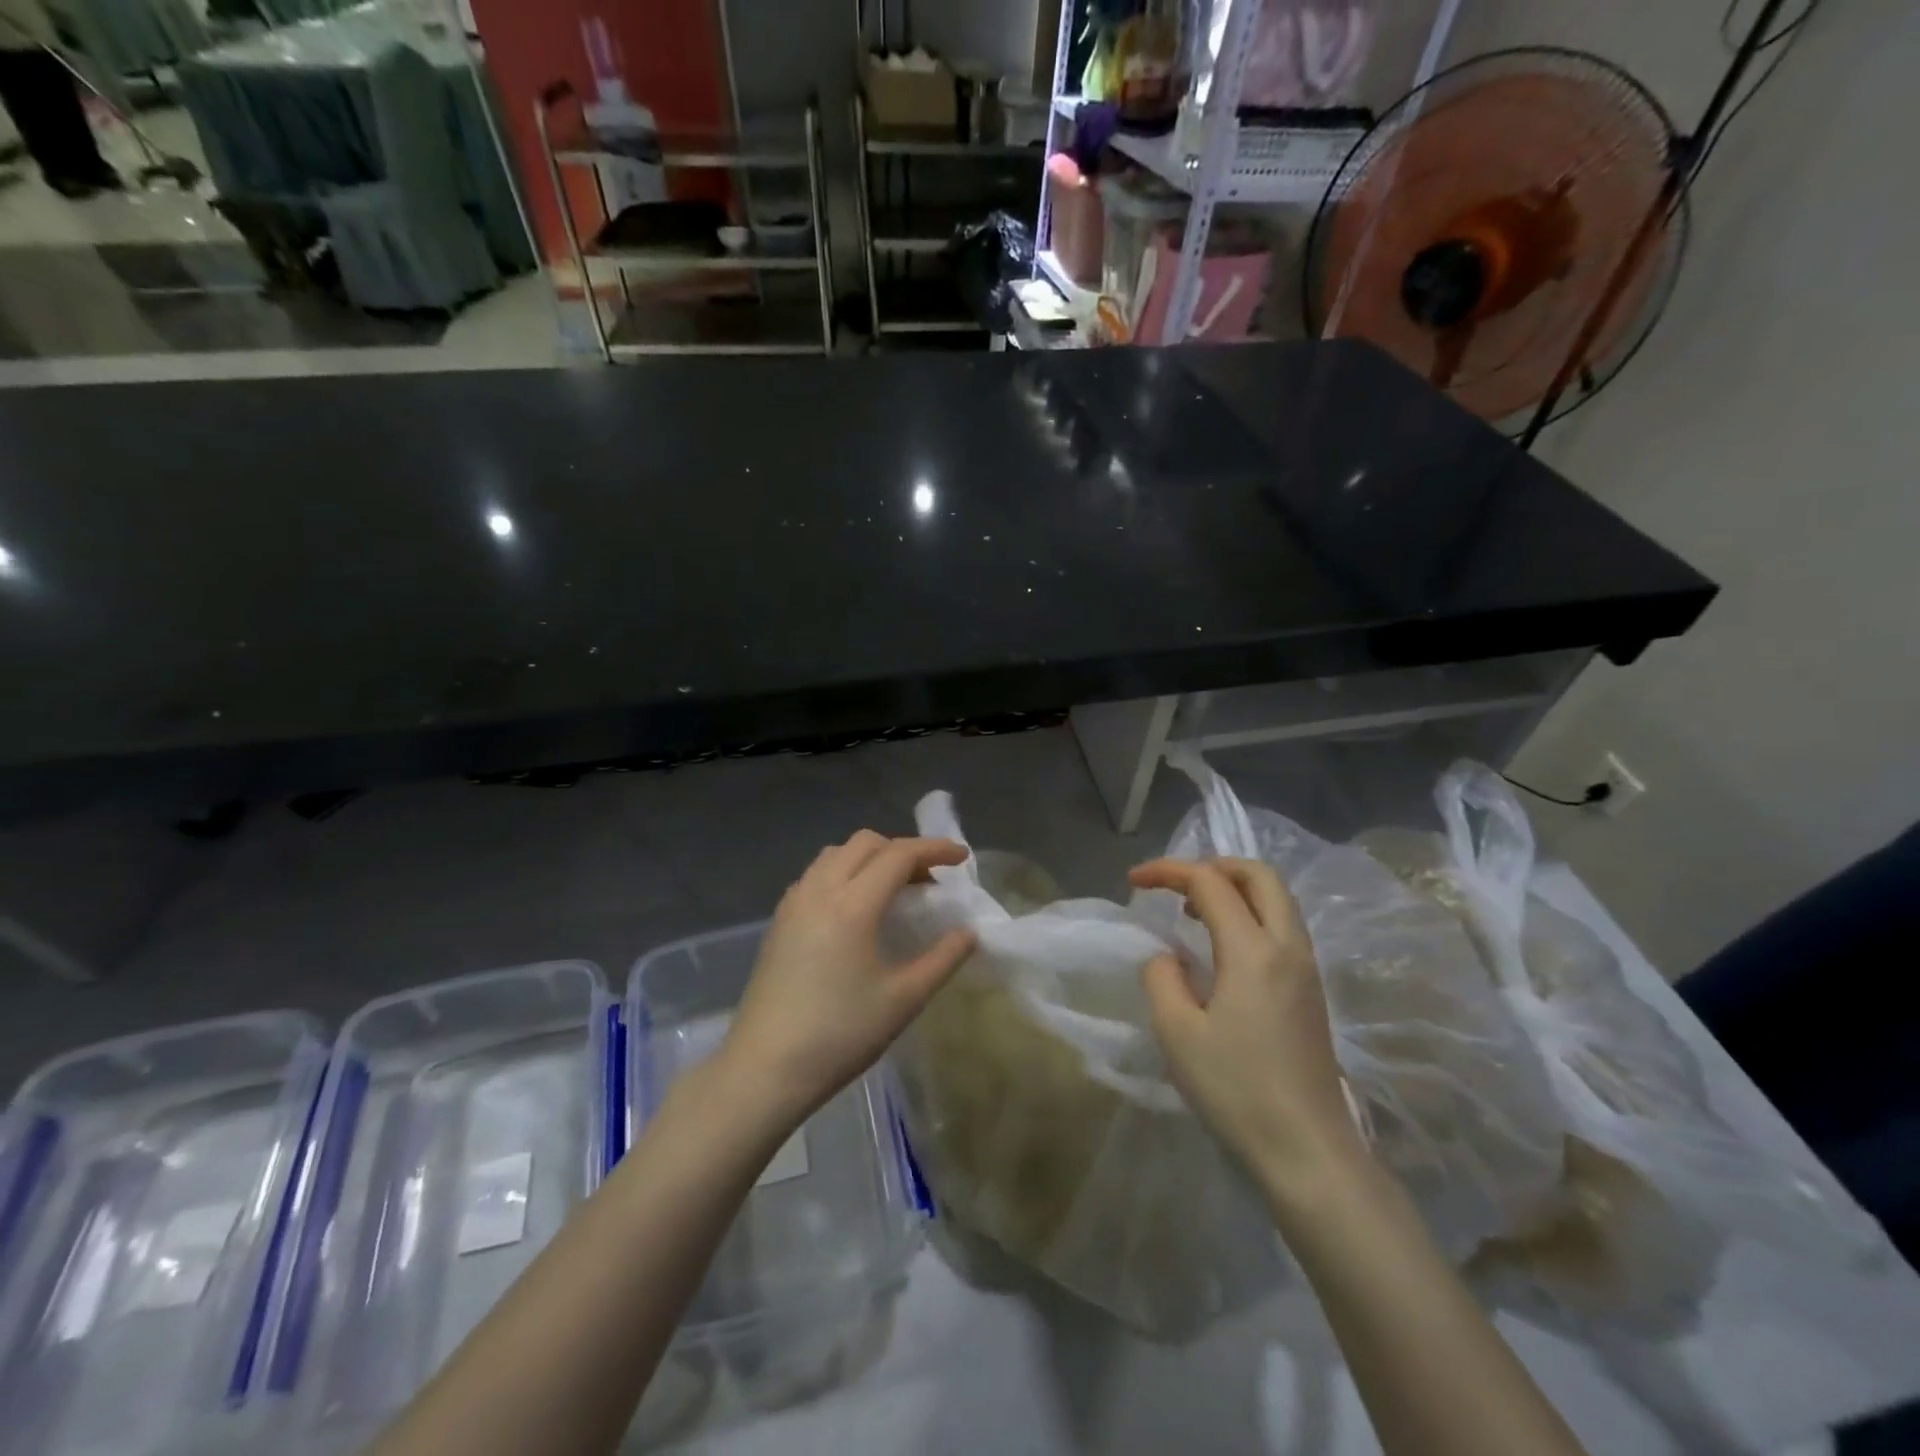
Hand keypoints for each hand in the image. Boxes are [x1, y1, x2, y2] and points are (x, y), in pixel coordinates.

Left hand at [719, 831, 976, 1126]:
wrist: (763, 1070)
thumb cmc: (839, 1036)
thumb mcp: (903, 1001)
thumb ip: (942, 960)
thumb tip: (969, 933)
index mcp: (851, 906)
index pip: (898, 855)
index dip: (934, 850)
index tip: (962, 858)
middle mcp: (818, 890)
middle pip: (865, 844)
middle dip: (902, 850)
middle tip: (929, 880)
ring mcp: (793, 903)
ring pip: (836, 854)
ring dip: (870, 858)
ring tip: (894, 890)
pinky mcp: (778, 920)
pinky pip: (817, 874)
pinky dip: (845, 873)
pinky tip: (856, 908)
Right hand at [1128, 858, 1363, 1194]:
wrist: (1307, 1150)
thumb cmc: (1237, 1090)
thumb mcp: (1177, 1033)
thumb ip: (1161, 978)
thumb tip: (1168, 958)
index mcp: (1253, 951)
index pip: (1210, 883)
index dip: (1168, 871)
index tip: (1134, 881)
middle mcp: (1288, 946)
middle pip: (1259, 875)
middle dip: (1214, 864)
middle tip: (1176, 883)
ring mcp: (1306, 968)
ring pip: (1277, 899)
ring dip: (1235, 889)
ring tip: (1193, 910)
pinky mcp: (1312, 991)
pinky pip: (1283, 926)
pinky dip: (1250, 913)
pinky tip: (1222, 946)